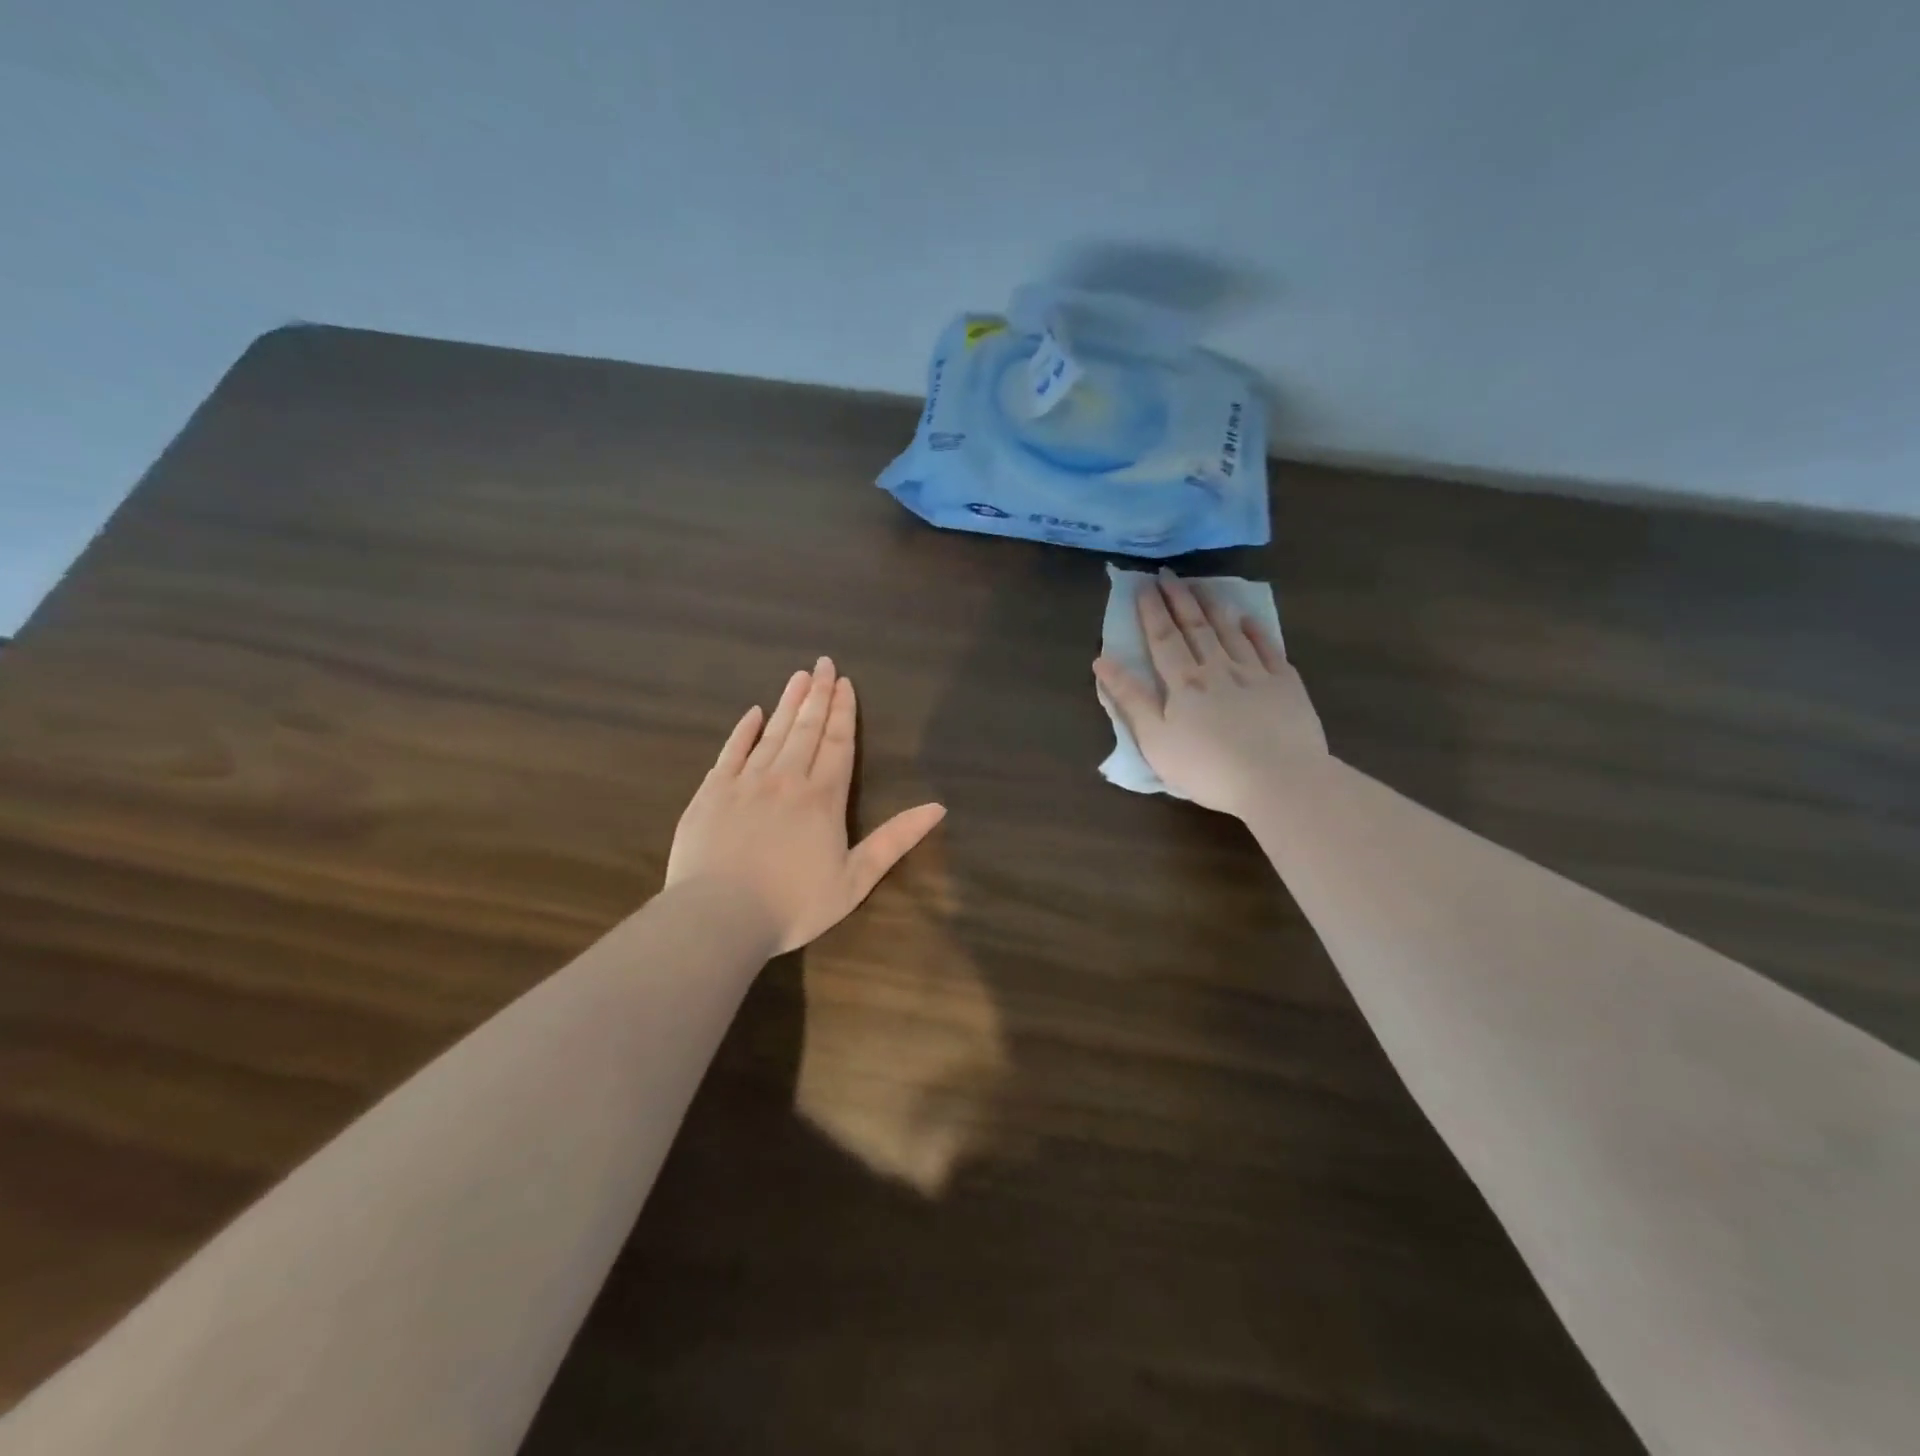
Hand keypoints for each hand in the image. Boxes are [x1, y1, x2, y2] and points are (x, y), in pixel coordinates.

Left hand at [666, 658, 946, 953]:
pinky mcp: (711, 793)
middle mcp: (786, 779)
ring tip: (799, 677)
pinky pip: (731, 751)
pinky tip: (753, 712)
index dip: (843, 712)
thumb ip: (894, 840)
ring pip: (772, 733)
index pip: (838, 744)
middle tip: (824, 664)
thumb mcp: (855, 879)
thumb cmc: (793, 904)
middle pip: (807, 729)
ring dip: (788, 704)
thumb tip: (938, 807)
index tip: (845, 683)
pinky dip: (744, 730)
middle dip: (818, 695)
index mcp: (822, 798)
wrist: (719, 916)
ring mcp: (745, 783)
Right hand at [1094, 570, 1326, 815]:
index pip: (1163, 638)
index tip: (1143, 586)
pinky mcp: (1286, 685)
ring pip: (1230, 632)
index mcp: (1183, 683)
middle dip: (1179, 600)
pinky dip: (1256, 631)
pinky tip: (1248, 619)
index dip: (1152, 611)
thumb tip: (1101, 661)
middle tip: (1169, 575)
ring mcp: (1255, 673)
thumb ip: (1130, 699)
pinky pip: (1268, 649)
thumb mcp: (1155, 740)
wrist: (1278, 780)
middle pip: (1195, 628)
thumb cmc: (1207, 768)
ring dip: (1214, 607)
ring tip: (1202, 586)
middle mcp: (1218, 668)